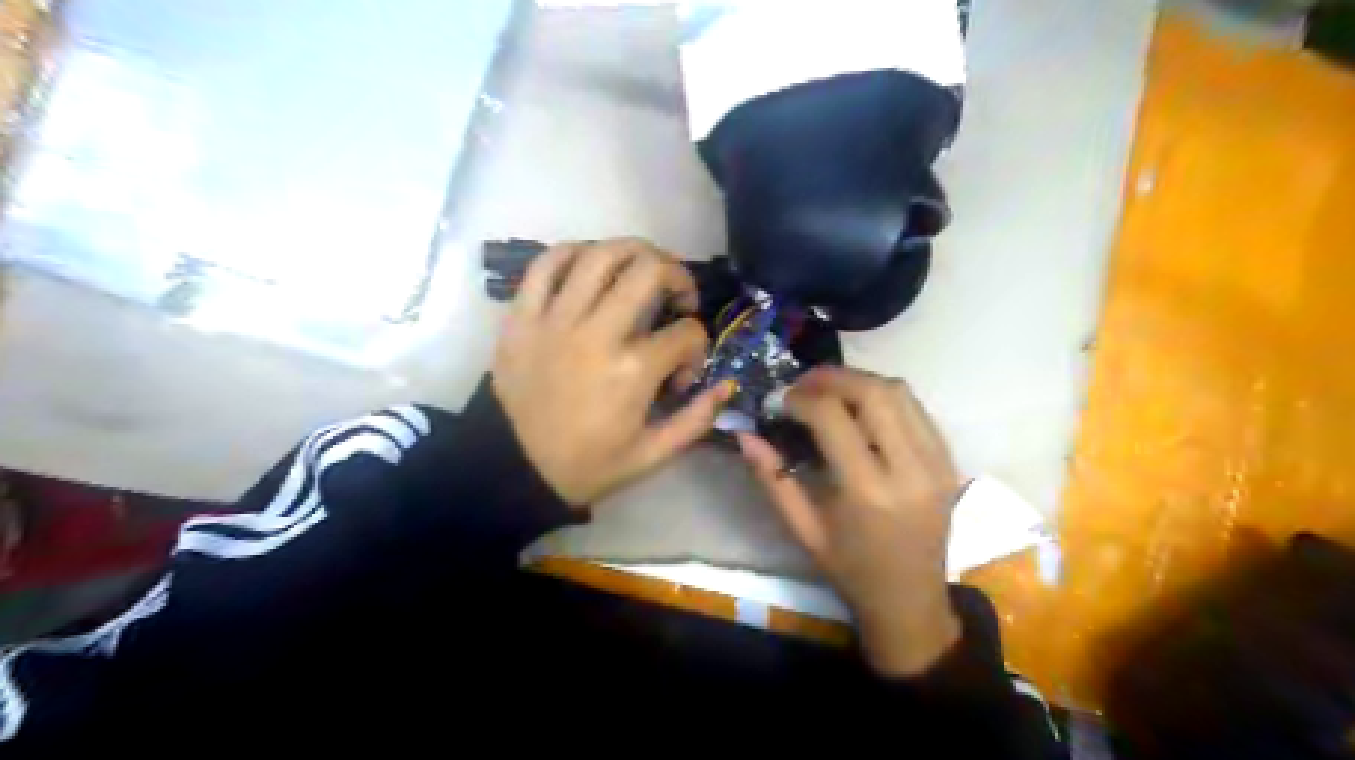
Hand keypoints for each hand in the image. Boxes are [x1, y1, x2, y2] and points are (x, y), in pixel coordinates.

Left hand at [495, 241, 736, 506]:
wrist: (514, 469)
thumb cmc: (588, 464)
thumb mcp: (652, 455)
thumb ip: (696, 419)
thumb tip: (727, 385)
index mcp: (632, 371)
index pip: (687, 333)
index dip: (698, 349)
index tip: (681, 374)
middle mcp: (596, 333)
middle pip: (649, 270)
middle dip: (678, 275)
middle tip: (678, 295)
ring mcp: (555, 319)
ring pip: (600, 254)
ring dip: (633, 253)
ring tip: (641, 270)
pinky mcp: (522, 317)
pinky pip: (546, 264)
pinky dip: (573, 253)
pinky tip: (590, 265)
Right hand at [741, 367, 961, 677]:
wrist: (910, 602)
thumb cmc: (850, 570)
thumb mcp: (803, 530)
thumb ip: (772, 478)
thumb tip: (745, 434)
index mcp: (867, 492)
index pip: (833, 417)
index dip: (802, 398)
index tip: (780, 400)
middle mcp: (909, 469)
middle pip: (873, 392)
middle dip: (833, 377)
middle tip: (804, 385)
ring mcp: (937, 463)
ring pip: (901, 392)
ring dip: (861, 381)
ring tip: (830, 390)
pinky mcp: (950, 463)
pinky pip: (918, 410)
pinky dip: (886, 397)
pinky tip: (862, 408)